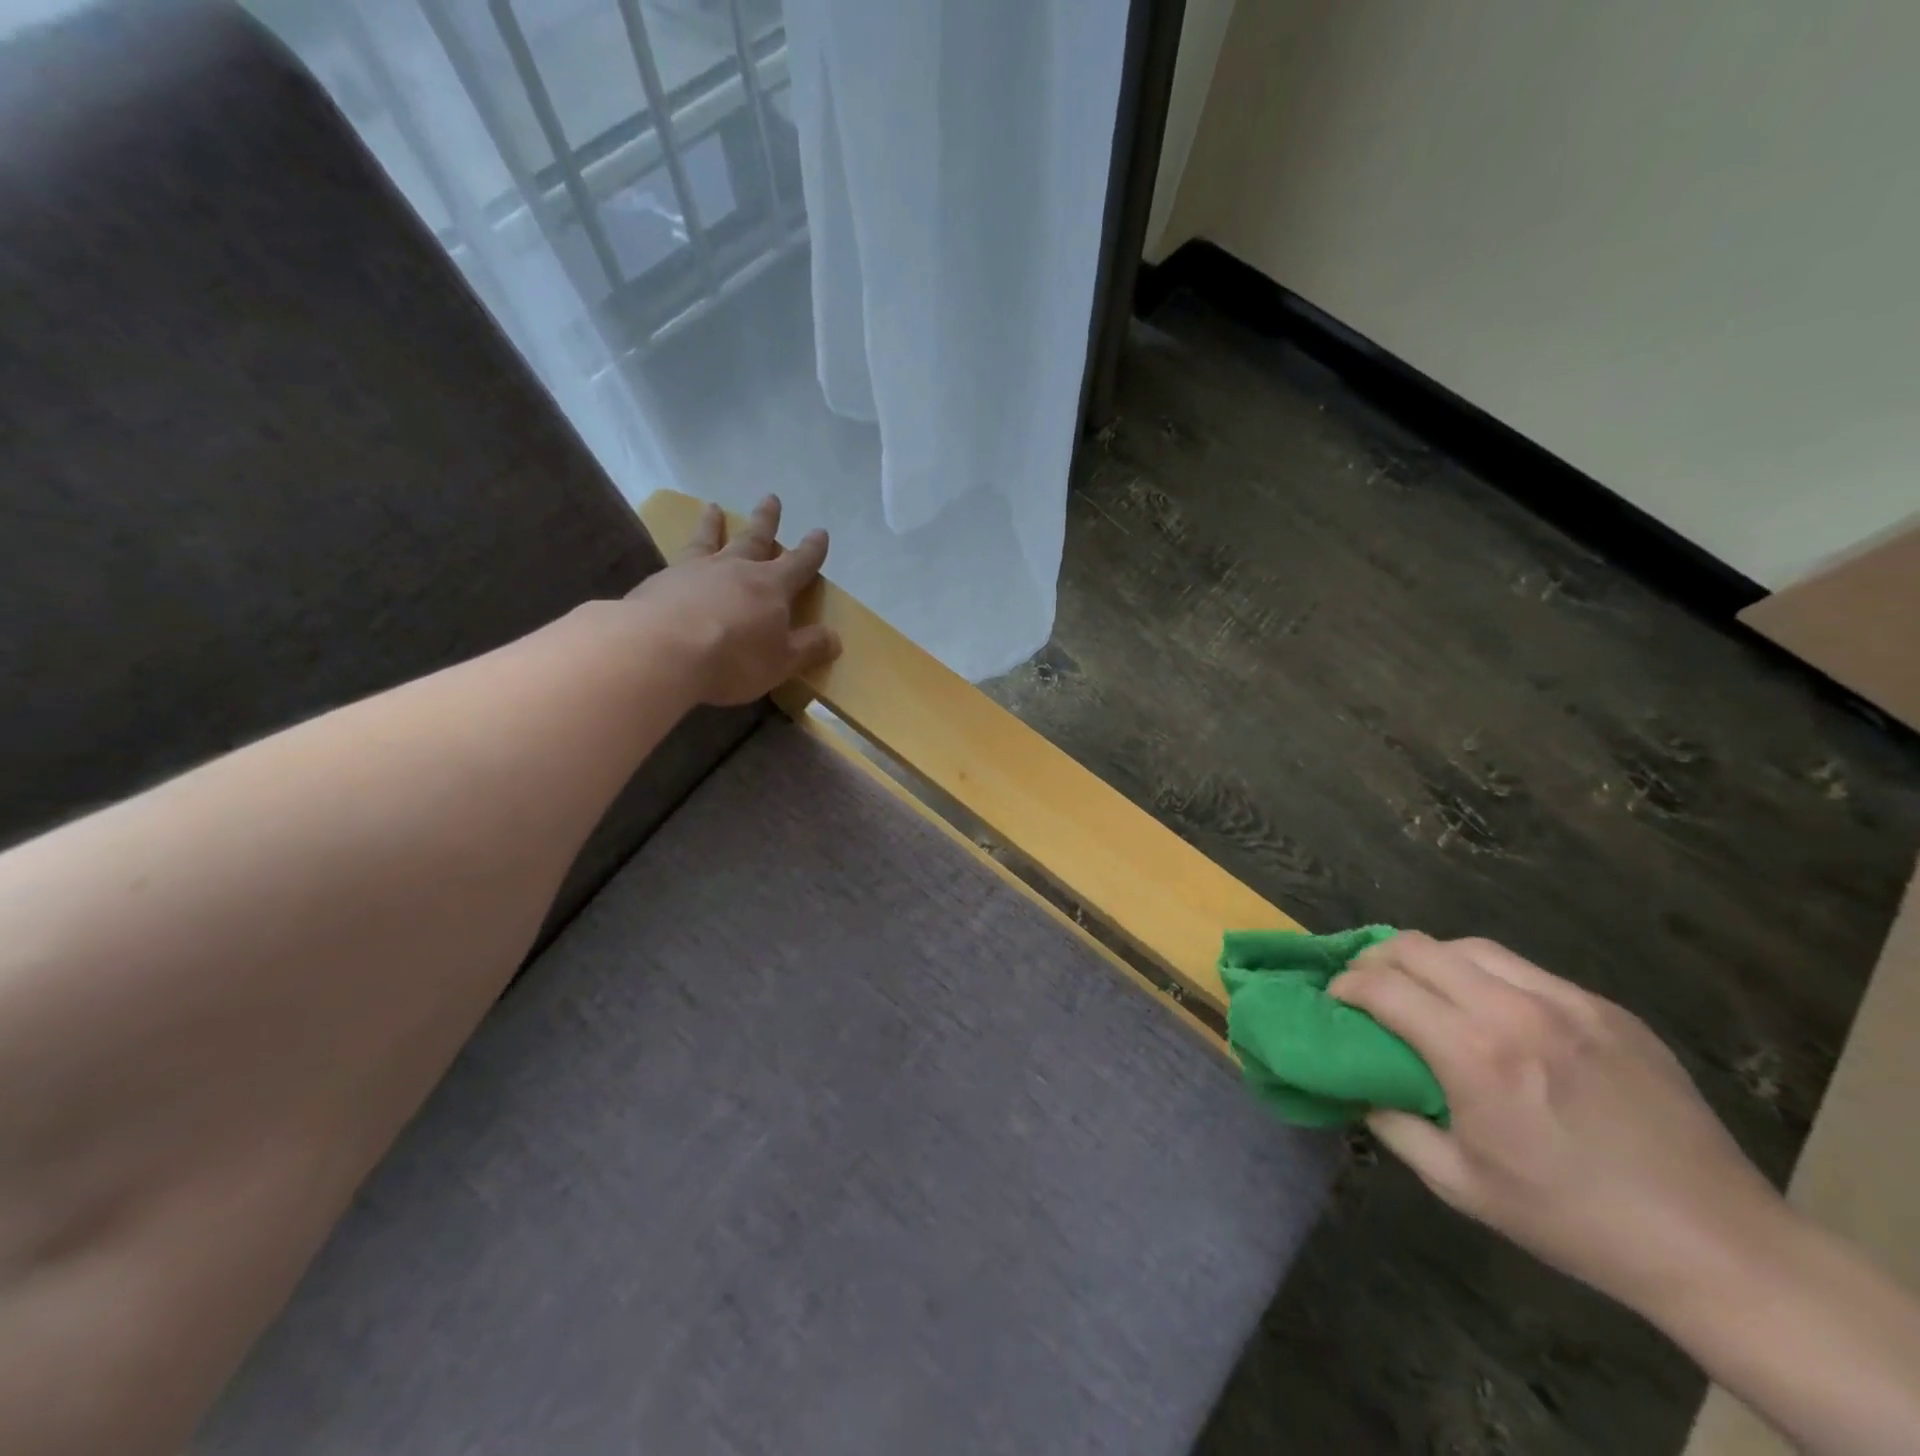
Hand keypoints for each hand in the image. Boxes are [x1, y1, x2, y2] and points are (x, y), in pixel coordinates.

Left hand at [625, 495, 840, 706]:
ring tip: (713, 508)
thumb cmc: (733, 657)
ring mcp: (696, 571)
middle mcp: (735, 569)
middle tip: (771, 498)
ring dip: (714, 524)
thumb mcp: (781, 661)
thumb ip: (808, 648)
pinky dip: (683, 552)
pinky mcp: (661, 582)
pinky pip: (678, 560)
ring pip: (710, 540)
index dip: (812, 550)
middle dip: (767, 521)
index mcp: (771, 586)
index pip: (799, 563)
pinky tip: (676, 559)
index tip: (820, 532)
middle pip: (755, 539)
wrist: (661, 649)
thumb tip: (835, 637)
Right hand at [1329, 933, 1785, 1316]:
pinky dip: (1486, 976)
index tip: (1334, 1000)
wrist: (1716, 1243)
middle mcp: (1515, 1011)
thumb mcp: (1461, 1185)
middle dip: (1377, 958)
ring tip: (1423, 988)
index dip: (1345, 985)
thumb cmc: (1573, 1220)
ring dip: (1430, 959)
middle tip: (1367, 985)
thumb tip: (1360, 1086)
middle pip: (1419, 947)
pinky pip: (1525, 971)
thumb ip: (1394, 1125)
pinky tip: (1492, 1012)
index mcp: (1475, 1055)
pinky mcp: (1607, 1010)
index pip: (1383, 987)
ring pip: (1471, 947)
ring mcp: (1568, 1003)